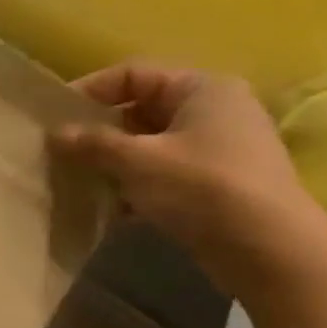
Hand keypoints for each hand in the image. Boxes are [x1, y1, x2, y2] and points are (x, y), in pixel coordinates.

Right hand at [52, 64, 326, 299]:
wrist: (272, 253)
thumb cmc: (203, 189)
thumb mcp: (139, 162)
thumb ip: (94, 144)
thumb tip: (55, 133)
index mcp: (201, 88)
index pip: (134, 74)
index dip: (91, 90)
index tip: (56, 117)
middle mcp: (216, 110)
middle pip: (143, 110)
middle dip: (102, 132)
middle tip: (66, 153)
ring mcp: (222, 150)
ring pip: (154, 146)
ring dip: (118, 163)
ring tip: (84, 183)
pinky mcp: (221, 186)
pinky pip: (168, 175)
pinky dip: (141, 187)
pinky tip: (114, 211)